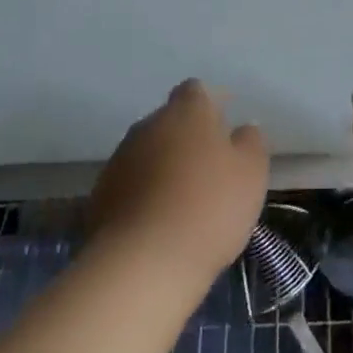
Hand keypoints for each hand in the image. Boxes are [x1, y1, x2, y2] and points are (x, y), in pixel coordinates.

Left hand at [89, 80, 268, 281]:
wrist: (144, 262)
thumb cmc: (209, 207)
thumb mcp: (251, 173)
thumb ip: (250, 142)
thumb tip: (242, 129)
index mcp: (186, 112)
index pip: (195, 91)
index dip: (211, 105)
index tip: (225, 127)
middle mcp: (148, 125)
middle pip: (169, 121)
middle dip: (186, 138)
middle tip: (209, 168)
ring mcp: (119, 159)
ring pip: (148, 153)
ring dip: (163, 167)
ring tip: (184, 200)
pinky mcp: (100, 195)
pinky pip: (130, 184)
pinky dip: (143, 194)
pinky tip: (159, 222)